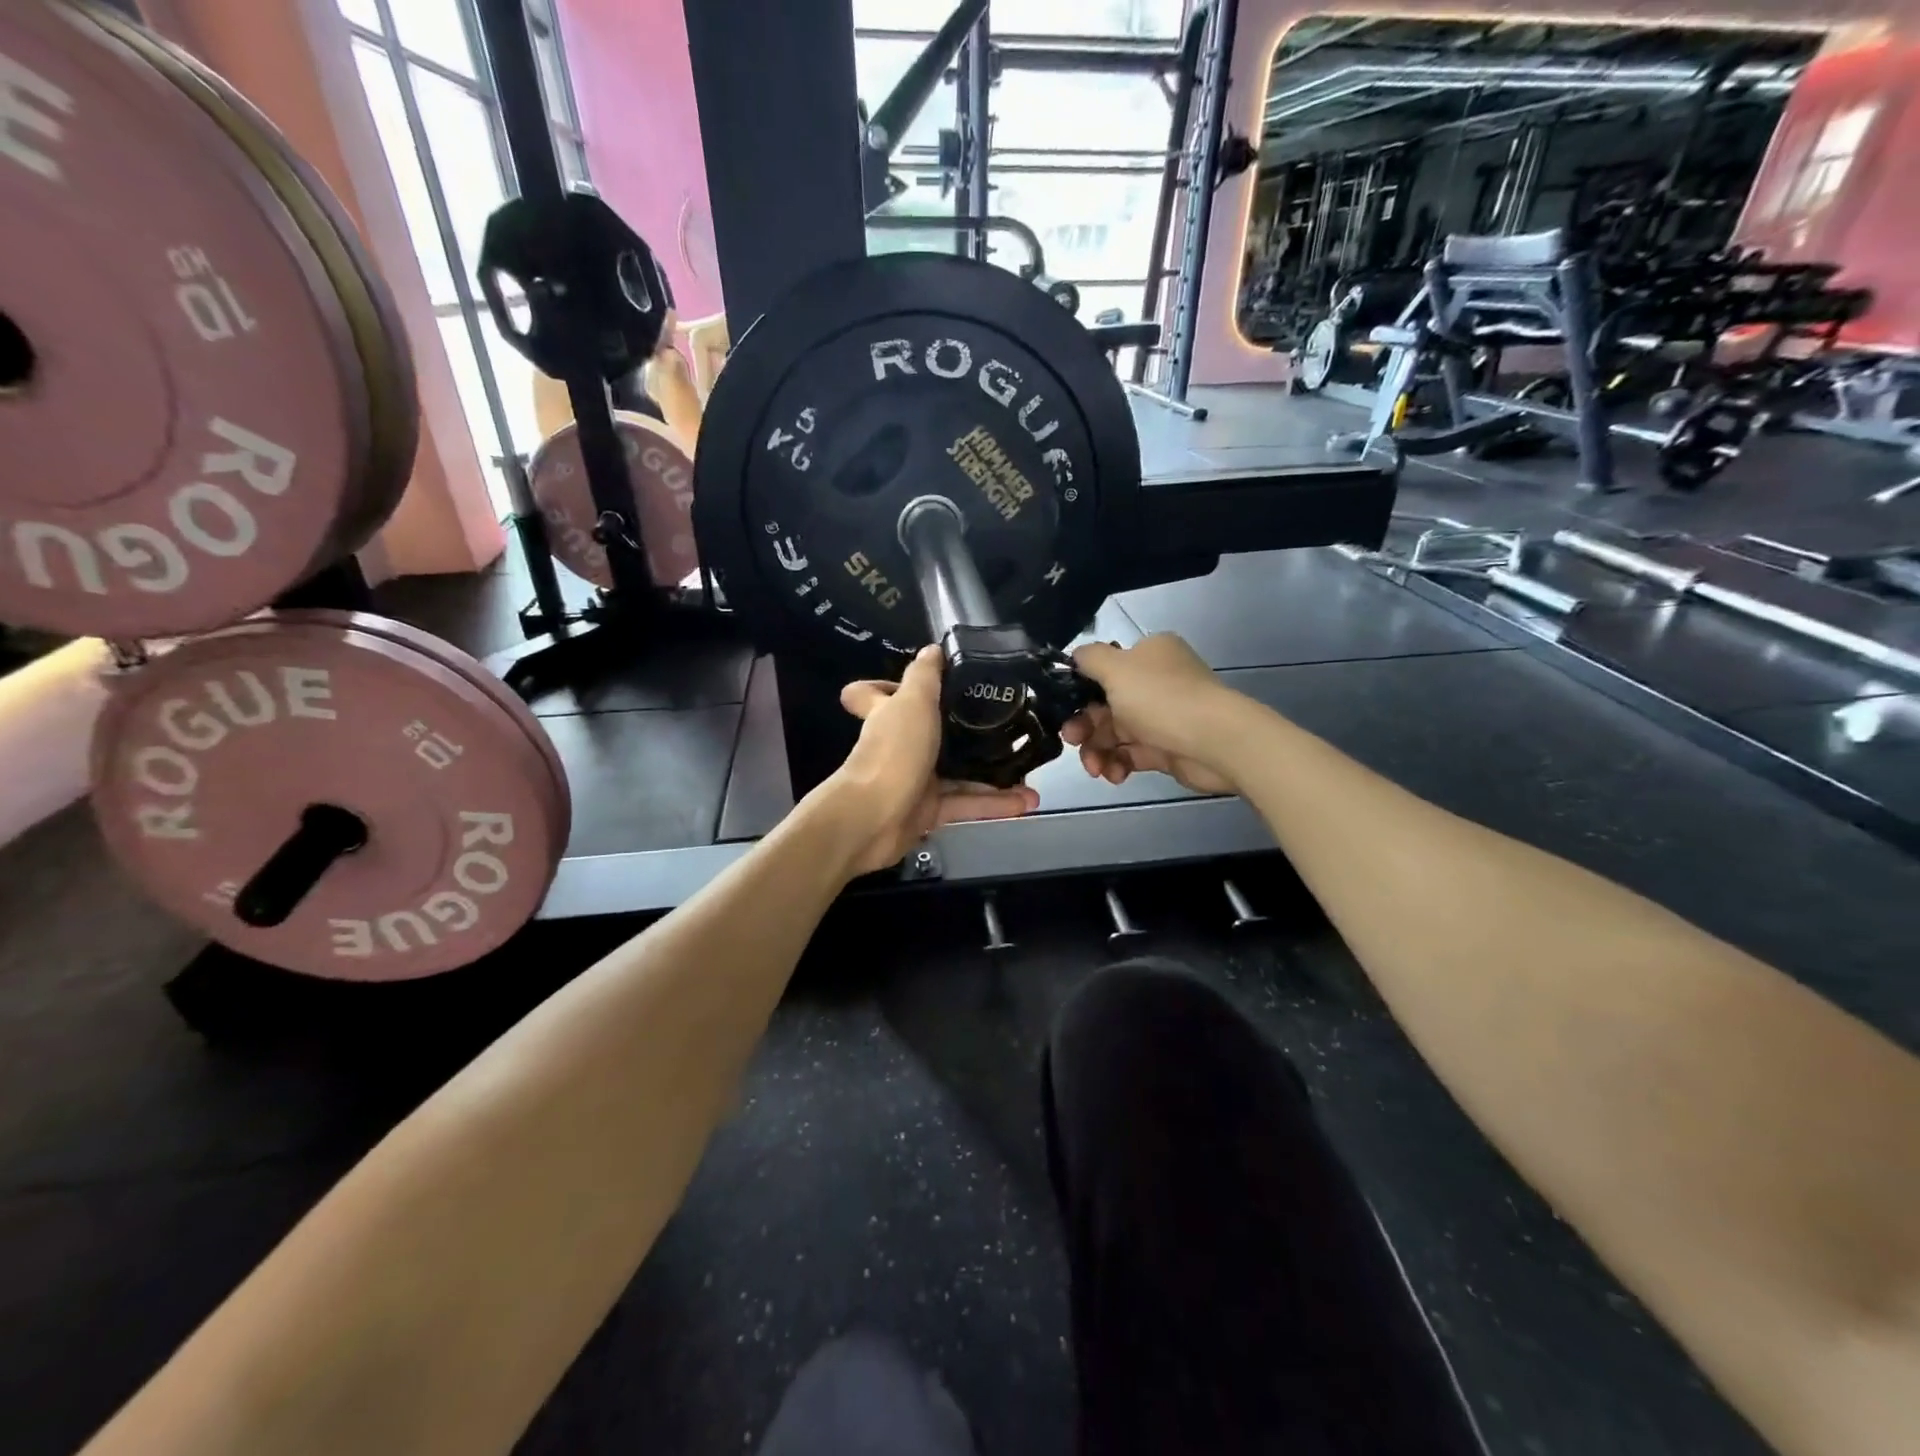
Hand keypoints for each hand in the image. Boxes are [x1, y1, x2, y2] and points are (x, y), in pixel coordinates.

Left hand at [824, 646, 1038, 874]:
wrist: (874, 820)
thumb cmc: (893, 752)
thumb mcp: (912, 702)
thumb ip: (924, 676)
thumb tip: (932, 649)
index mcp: (888, 715)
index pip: (872, 694)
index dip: (886, 685)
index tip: (921, 683)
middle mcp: (899, 746)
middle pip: (930, 733)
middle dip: (965, 732)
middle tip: (1003, 725)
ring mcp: (914, 780)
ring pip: (958, 773)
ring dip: (993, 774)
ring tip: (1030, 771)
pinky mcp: (928, 812)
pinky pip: (966, 804)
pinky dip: (994, 804)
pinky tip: (1026, 800)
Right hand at [1063, 635, 1242, 795]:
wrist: (1216, 742)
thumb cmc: (1161, 699)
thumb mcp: (1116, 668)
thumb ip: (1089, 659)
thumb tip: (1076, 657)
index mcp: (1147, 655)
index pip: (1104, 670)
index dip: (1079, 691)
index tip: (1063, 711)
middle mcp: (1155, 682)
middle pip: (1105, 705)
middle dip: (1085, 726)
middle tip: (1073, 741)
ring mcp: (1162, 717)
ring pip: (1116, 733)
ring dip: (1098, 750)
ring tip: (1095, 768)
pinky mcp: (1166, 748)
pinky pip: (1131, 755)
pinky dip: (1118, 764)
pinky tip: (1114, 775)